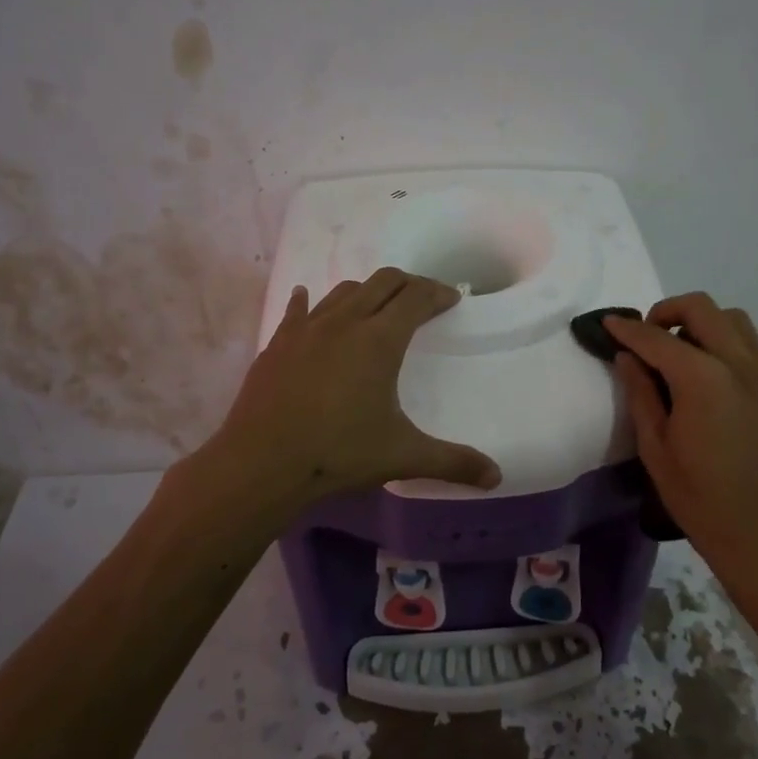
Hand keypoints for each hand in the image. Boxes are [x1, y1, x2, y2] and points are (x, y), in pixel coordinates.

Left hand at [208, 268, 501, 502]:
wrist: (261, 463)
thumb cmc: (338, 454)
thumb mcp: (402, 456)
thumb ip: (452, 462)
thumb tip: (496, 477)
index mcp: (380, 340)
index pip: (416, 297)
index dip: (438, 292)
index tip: (452, 298)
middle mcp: (345, 322)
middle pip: (383, 281)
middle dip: (408, 283)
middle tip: (422, 299)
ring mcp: (307, 328)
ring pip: (344, 291)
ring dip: (367, 291)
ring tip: (376, 308)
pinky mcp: (278, 342)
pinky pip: (298, 309)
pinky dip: (310, 301)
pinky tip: (306, 298)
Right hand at [605, 293, 757, 564]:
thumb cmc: (701, 501)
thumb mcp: (656, 449)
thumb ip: (641, 394)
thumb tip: (628, 357)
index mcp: (703, 380)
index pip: (658, 338)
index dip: (628, 329)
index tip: (608, 324)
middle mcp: (740, 365)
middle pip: (702, 309)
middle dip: (667, 311)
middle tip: (646, 338)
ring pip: (734, 321)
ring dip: (701, 324)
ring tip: (680, 355)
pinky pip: (751, 349)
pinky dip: (724, 345)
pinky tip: (709, 381)